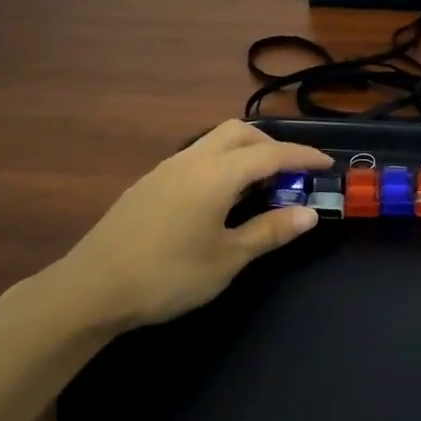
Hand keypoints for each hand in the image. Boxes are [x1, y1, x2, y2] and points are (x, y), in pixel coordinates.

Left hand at [7, 121, 330, 341]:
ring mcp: (167, 168)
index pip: (272, 153)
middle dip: (273, 145)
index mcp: (217, 174)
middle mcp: (193, 159)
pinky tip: (221, 197)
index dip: (303, 156)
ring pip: (215, 141)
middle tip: (292, 174)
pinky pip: (197, 156)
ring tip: (260, 185)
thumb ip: (270, 231)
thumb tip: (309, 214)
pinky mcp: (150, 182)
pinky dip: (222, 163)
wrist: (93, 287)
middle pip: (241, 132)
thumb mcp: (228, 258)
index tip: (327, 164)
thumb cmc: (168, 275)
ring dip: (245, 152)